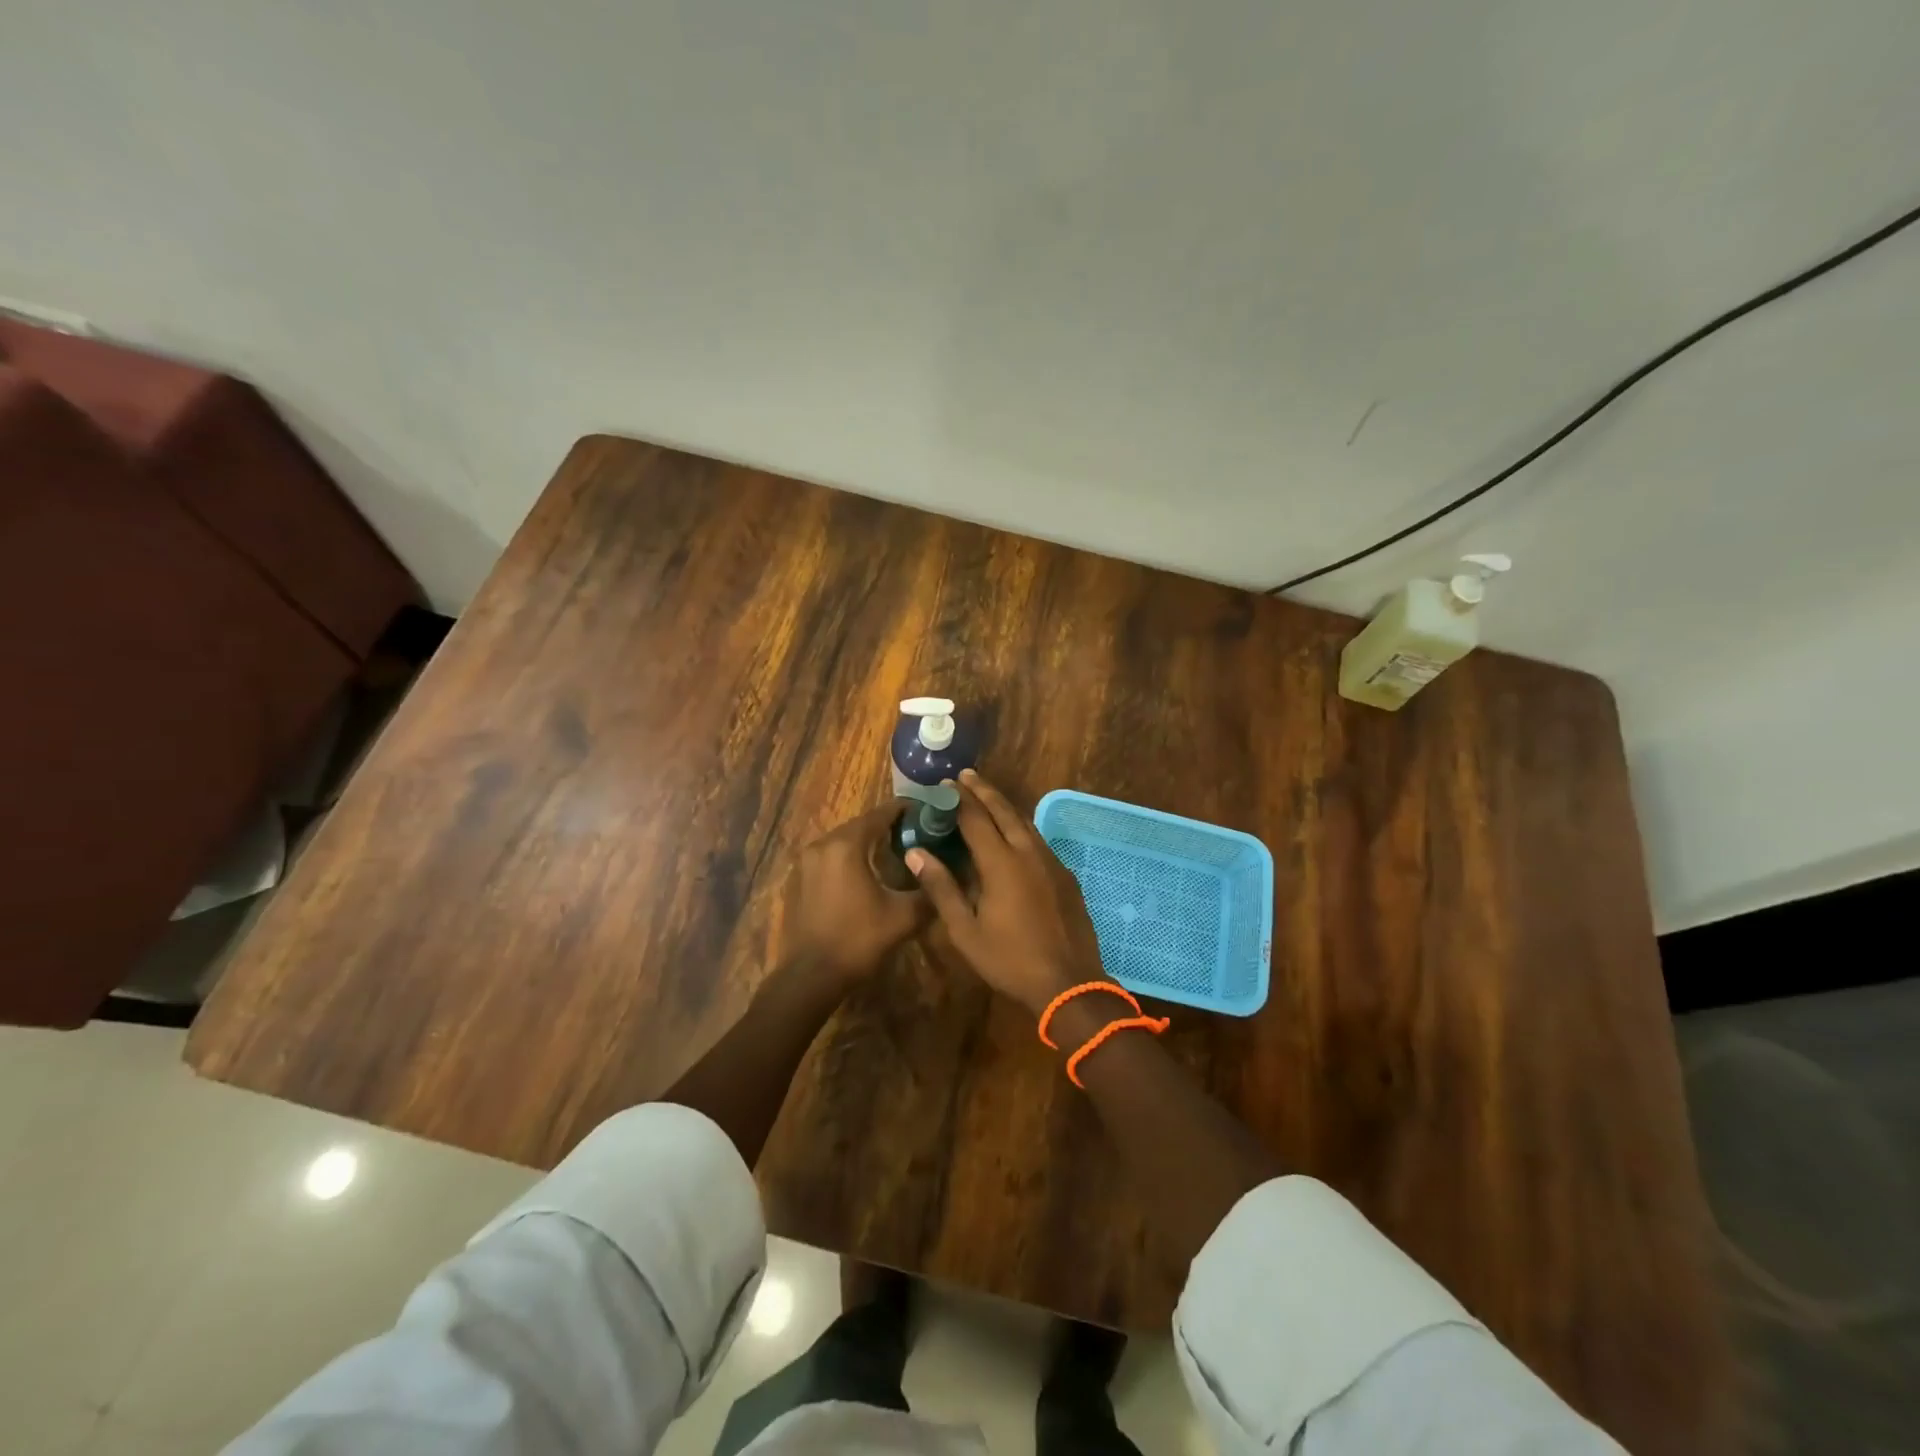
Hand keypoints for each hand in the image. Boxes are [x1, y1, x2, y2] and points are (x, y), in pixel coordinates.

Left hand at [774, 804, 928, 983]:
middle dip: (887, 826)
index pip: (880, 814)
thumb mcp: (904, 917)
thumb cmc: (857, 941)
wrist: (810, 977)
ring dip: (866, 843)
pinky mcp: (798, 880)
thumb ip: (928, 891)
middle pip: (860, 825)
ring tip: (893, 852)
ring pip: (843, 842)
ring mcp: (805, 862)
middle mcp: (822, 845)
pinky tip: (865, 875)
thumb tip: (945, 878)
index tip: (926, 811)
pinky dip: (848, 859)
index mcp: (846, 845)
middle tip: (915, 833)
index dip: (905, 810)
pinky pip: (829, 858)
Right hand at [905, 770, 1103, 1014]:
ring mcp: (1051, 862)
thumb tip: (915, 853)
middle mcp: (1028, 852)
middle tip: (966, 775)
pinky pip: (1039, 840)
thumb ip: (941, 888)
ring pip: (1025, 822)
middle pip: (1004, 811)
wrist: (1069, 983)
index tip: (944, 784)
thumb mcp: (965, 930)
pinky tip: (1015, 834)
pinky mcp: (1065, 875)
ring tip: (987, 796)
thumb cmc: (1009, 959)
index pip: (975, 819)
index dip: (958, 800)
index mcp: (1001, 863)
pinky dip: (1021, 827)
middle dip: (983, 791)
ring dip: (1004, 806)